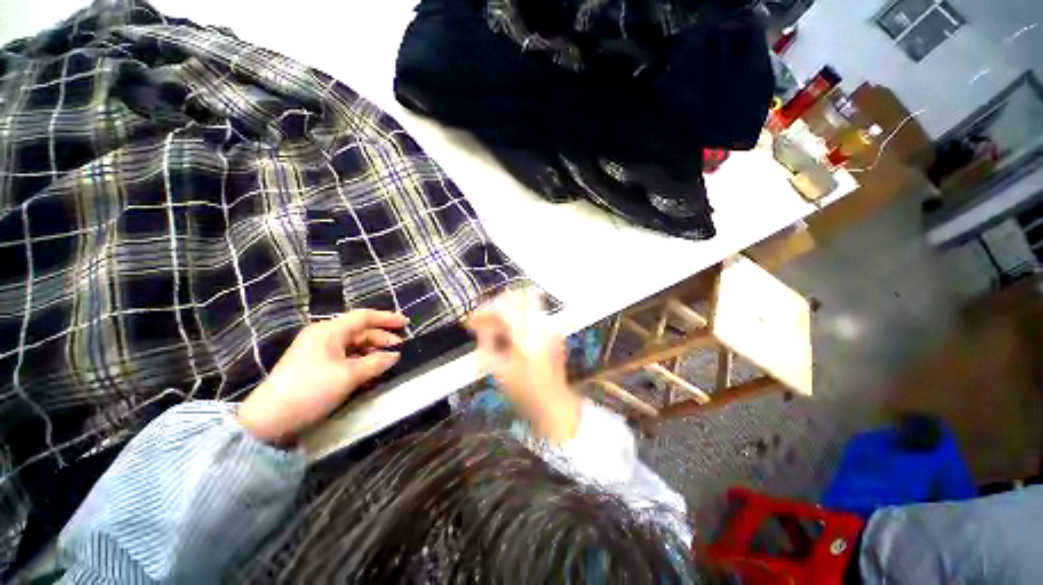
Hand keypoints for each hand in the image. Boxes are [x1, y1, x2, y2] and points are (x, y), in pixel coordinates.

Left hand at [237, 310, 407, 443]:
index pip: (364, 317)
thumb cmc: (311, 389)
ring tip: (388, 362)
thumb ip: (377, 362)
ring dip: (372, 352)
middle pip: (359, 331)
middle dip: (382, 339)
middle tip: (400, 349)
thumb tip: (395, 355)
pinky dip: (360, 362)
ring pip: (353, 345)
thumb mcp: (349, 375)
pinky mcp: (314, 366)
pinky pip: (344, 357)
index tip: (406, 324)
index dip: (387, 318)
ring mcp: (317, 351)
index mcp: (329, 331)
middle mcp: (323, 336)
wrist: (269, 420)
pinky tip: (370, 372)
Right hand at [466, 291, 581, 443]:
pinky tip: (508, 331)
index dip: (484, 310)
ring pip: (526, 301)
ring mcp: (549, 326)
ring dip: (507, 309)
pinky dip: (518, 315)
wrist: (554, 403)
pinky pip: (532, 312)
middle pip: (518, 296)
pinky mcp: (552, 330)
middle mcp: (541, 324)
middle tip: (484, 318)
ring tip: (494, 325)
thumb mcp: (498, 369)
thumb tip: (480, 326)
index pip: (504, 308)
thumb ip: (487, 343)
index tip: (471, 321)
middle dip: (497, 304)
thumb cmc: (524, 392)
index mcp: (527, 334)